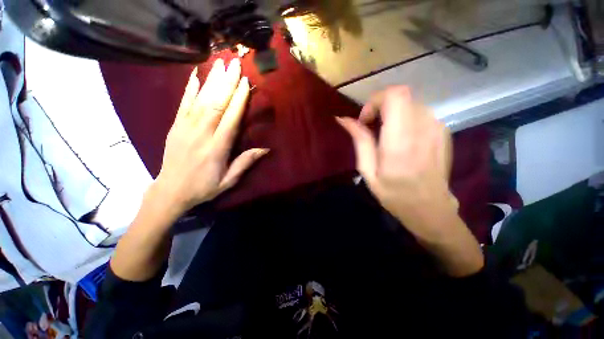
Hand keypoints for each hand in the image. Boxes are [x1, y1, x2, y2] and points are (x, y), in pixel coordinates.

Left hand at [155, 58, 267, 214]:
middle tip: (235, 64)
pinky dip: (190, 88)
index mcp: (217, 148)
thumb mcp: (229, 180)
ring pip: (201, 100)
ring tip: (220, 63)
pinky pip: (183, 104)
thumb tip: (266, 149)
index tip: (246, 82)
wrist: (171, 191)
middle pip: (216, 104)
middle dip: (227, 83)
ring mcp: (185, 128)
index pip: (230, 119)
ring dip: (212, 80)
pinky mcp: (175, 126)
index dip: (239, 100)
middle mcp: (202, 134)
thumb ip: (245, 163)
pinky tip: (196, 75)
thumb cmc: (204, 187)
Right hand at [337, 86, 482, 275]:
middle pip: (401, 95)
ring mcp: (437, 128)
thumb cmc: (394, 194)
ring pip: (409, 103)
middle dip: (380, 107)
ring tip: (385, 135)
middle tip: (371, 128)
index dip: (376, 101)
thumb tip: (344, 119)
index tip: (366, 120)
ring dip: (392, 113)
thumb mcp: (368, 171)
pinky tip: (402, 139)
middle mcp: (423, 128)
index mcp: (400, 142)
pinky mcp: (443, 130)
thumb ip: (359, 141)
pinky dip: (405, 119)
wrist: (430, 208)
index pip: (395, 96)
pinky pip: (420, 113)